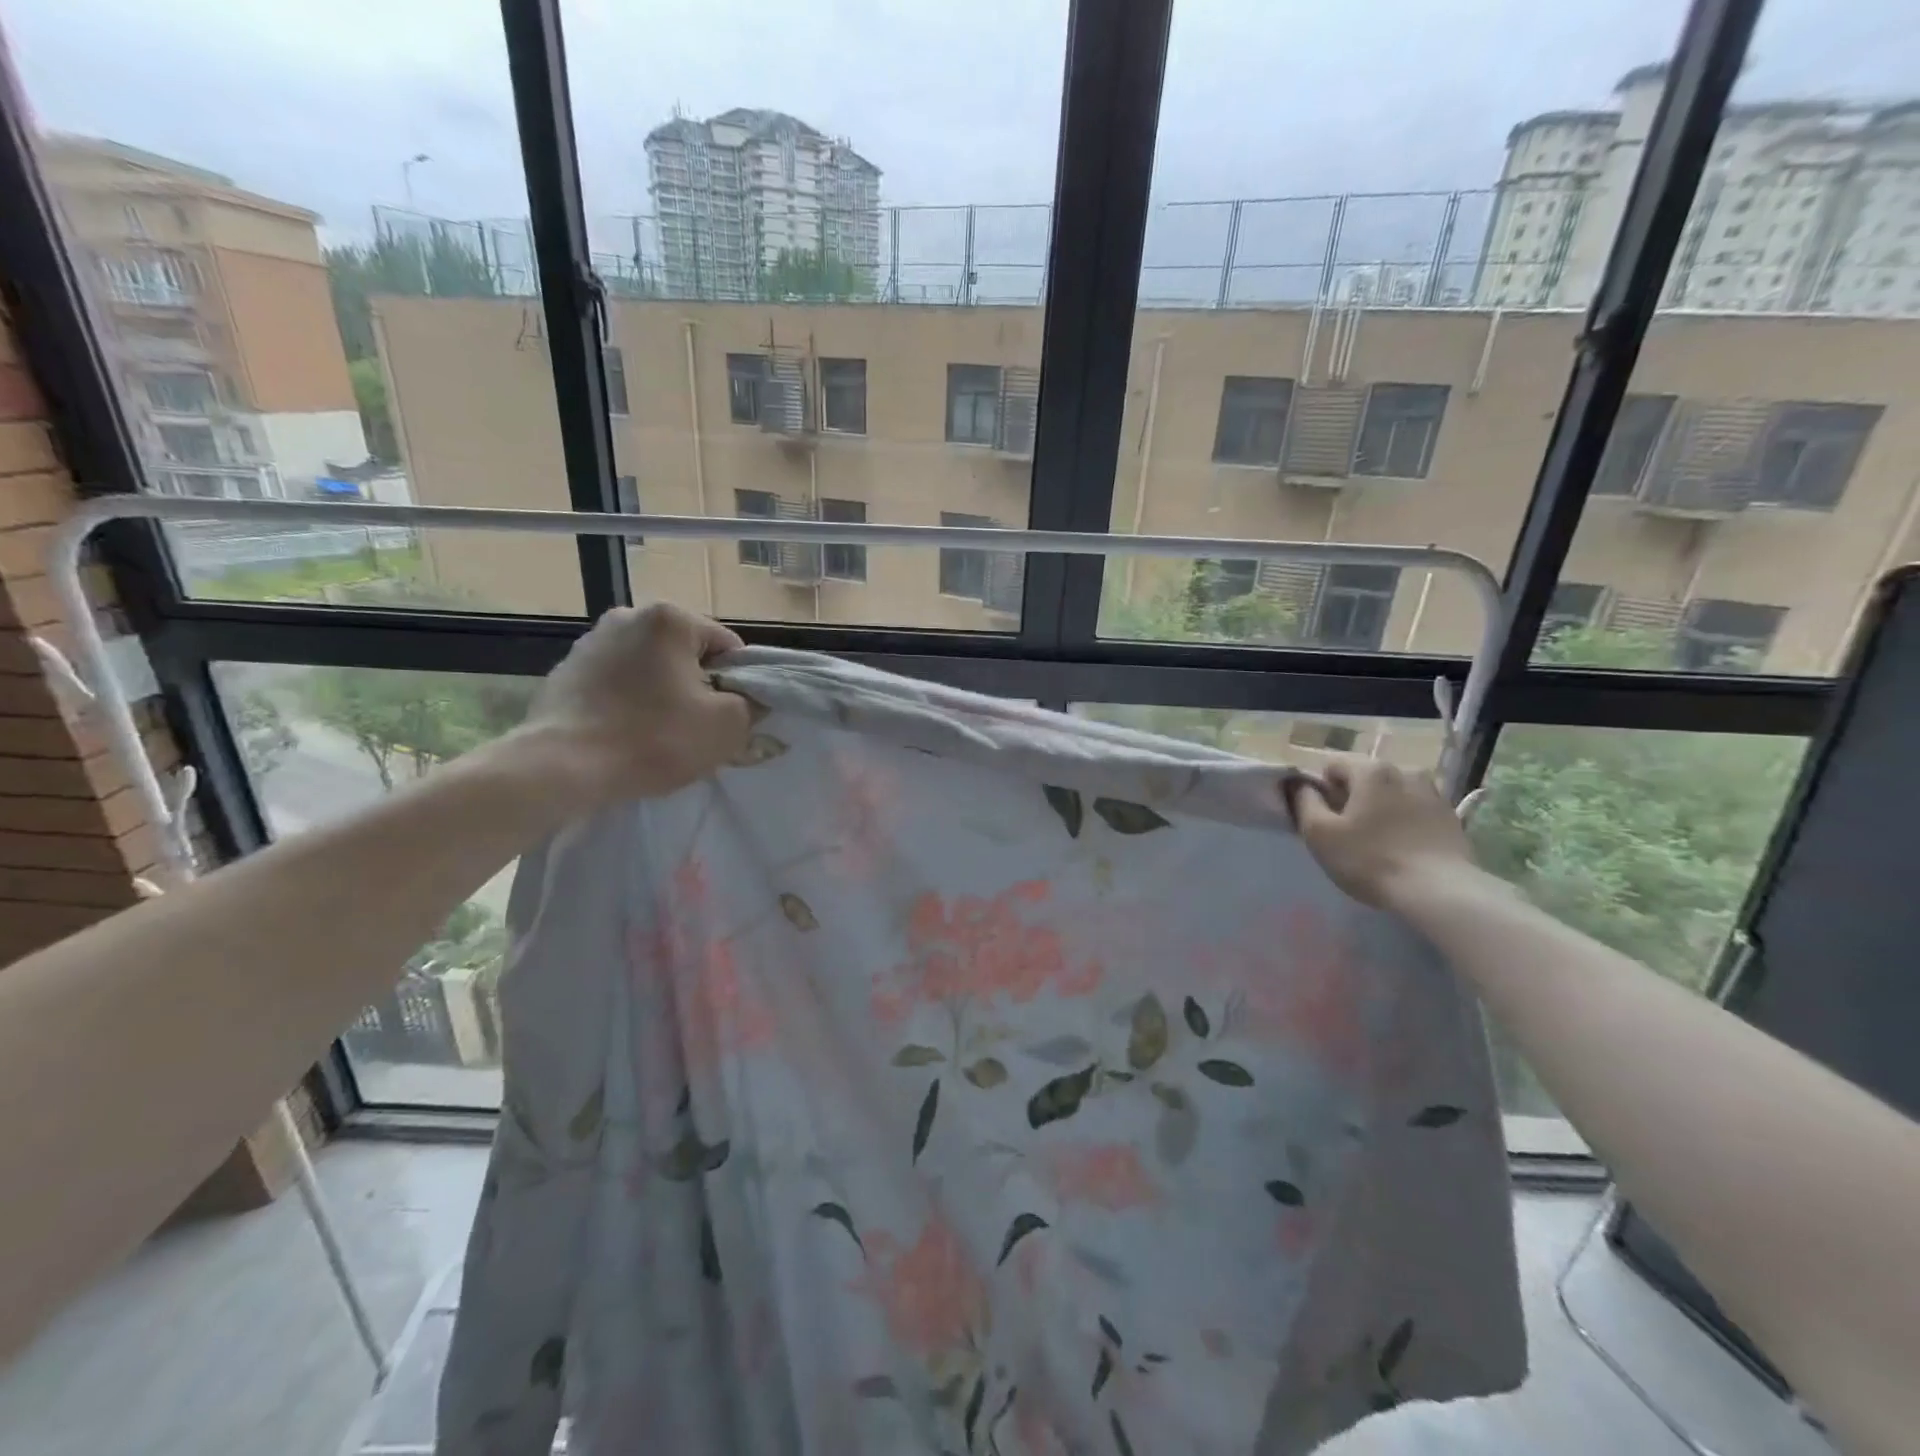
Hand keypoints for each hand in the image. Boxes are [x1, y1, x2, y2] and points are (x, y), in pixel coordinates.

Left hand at [514, 603, 750, 807]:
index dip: (737, 685)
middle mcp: (628, 616)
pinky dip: (628, 703)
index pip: (727, 647)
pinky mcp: (565, 670)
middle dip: (697, 688)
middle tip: (695, 729)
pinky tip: (625, 734)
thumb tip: (752, 698)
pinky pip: (616, 684)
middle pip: (687, 655)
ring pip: (651, 669)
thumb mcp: (727, 726)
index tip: (728, 717)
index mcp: (670, 619)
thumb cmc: (654, 739)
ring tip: (658, 735)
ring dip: (662, 694)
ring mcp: (590, 642)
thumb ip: (753, 704)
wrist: (563, 767)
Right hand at [1284, 756, 1477, 909]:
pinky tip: (1402, 848)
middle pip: (1364, 778)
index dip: (1321, 790)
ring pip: (1391, 793)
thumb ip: (1304, 801)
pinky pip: (1414, 809)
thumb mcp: (1319, 833)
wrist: (1439, 892)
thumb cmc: (1370, 859)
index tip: (1324, 819)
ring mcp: (1433, 792)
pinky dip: (1404, 821)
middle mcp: (1404, 770)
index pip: (1332, 765)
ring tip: (1378, 841)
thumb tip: (1301, 785)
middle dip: (1351, 798)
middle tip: (1348, 833)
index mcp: (1371, 769)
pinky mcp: (1451, 816)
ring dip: (1380, 808)